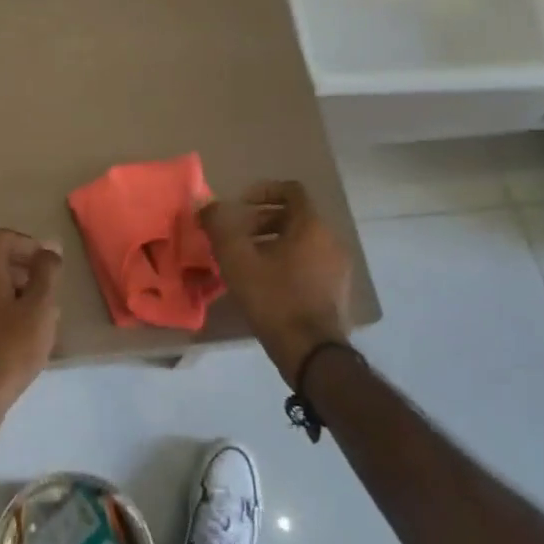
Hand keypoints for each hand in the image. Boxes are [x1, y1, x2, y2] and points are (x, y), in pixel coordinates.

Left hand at [0, 229, 62, 431]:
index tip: (50, 265)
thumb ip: (47, 272)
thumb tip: (49, 249)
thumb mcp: (40, 306)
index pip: (3, 237)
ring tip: (37, 316)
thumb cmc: (11, 346)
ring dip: (12, 291)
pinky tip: (16, 333)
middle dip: (23, 269)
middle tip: (48, 291)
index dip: (29, 245)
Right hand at [199, 180, 353, 386]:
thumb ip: (219, 226)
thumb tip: (205, 204)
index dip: (263, 191)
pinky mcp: (337, 291)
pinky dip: (287, 262)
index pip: (291, 191)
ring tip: (246, 261)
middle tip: (236, 236)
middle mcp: (331, 240)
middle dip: (262, 220)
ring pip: (302, 242)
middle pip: (295, 217)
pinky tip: (265, 284)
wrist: (312, 353)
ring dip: (273, 243)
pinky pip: (310, 263)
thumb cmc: (274, 298)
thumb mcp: (236, 260)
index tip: (239, 205)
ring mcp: (338, 267)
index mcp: (311, 226)